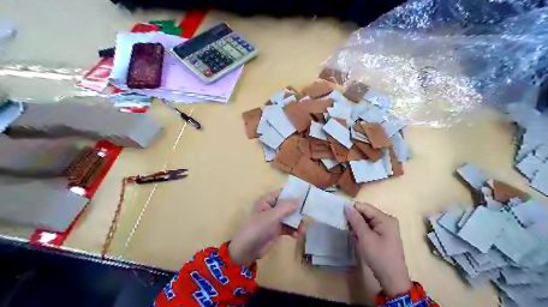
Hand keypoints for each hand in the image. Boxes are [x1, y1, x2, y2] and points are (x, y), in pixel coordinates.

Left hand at [230, 191, 300, 266]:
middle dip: (298, 211)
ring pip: (290, 217)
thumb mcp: (272, 216)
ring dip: (297, 222)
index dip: (294, 194)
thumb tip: (299, 200)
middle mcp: (272, 208)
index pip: (283, 193)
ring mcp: (274, 219)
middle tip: (307, 215)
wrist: (247, 250)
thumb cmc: (257, 228)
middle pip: (288, 205)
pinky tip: (296, 235)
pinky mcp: (277, 230)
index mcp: (267, 200)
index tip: (307, 196)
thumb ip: (286, 207)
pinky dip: (293, 230)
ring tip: (302, 230)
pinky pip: (288, 227)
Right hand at [341, 203, 410, 295]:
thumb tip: (346, 206)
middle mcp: (386, 220)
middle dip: (355, 220)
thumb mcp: (365, 238)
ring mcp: (385, 228)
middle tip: (347, 229)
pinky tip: (358, 240)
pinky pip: (369, 228)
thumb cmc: (379, 257)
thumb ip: (356, 221)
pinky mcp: (383, 235)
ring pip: (366, 221)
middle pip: (365, 213)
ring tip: (353, 237)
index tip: (340, 216)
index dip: (352, 209)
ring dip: (357, 227)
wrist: (392, 279)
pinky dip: (362, 232)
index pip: (364, 207)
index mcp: (385, 218)